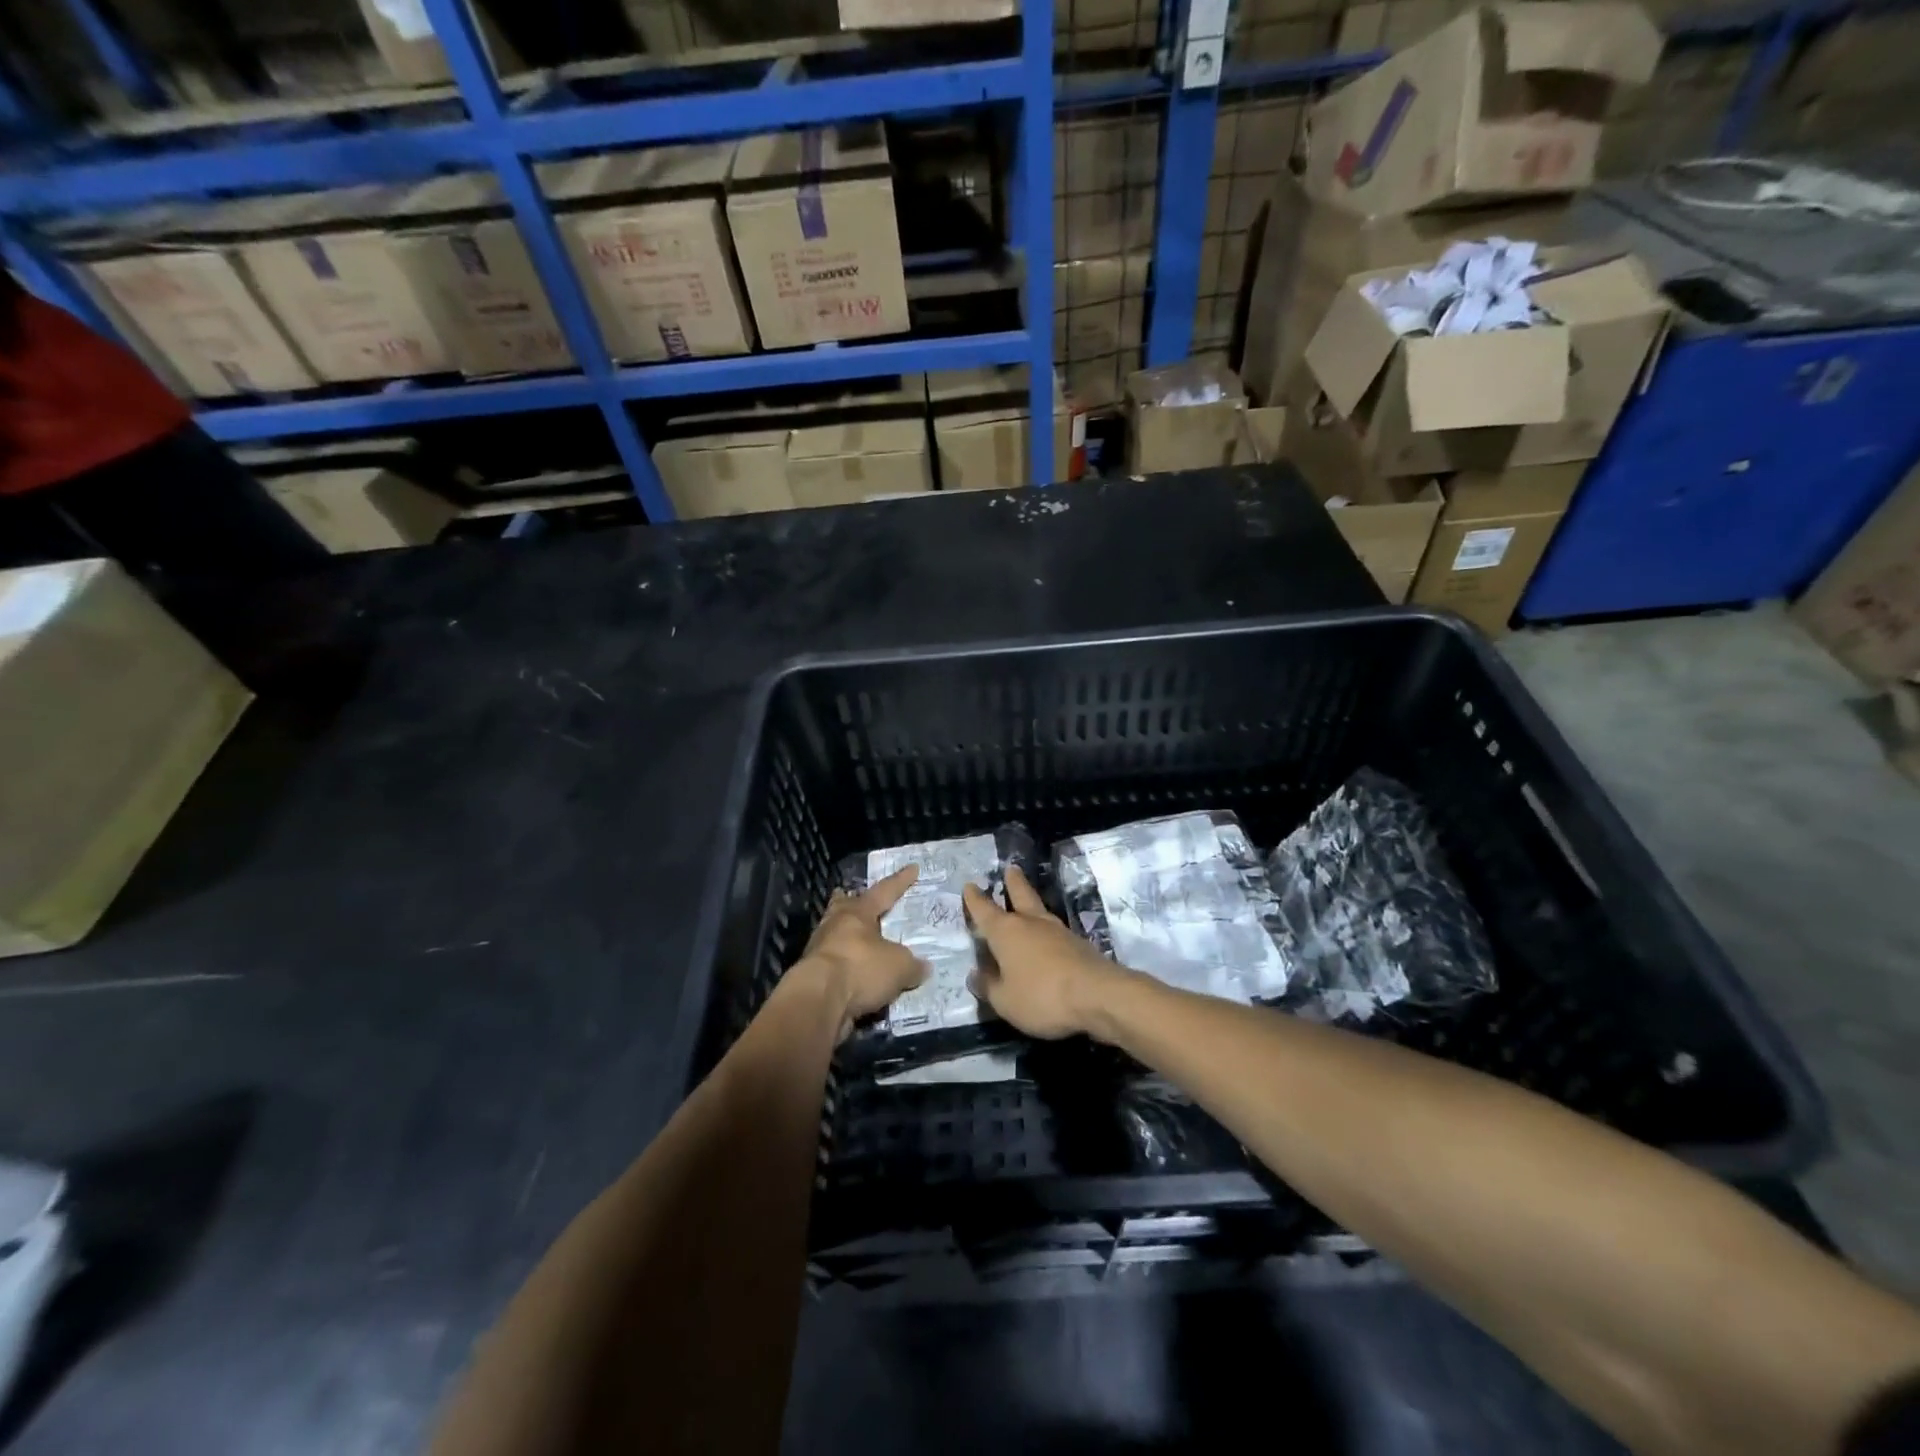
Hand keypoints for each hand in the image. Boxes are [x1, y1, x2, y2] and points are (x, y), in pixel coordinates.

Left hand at [793, 866, 925, 1039]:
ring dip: (846, 937)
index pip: (884, 892)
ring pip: (836, 935)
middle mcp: (836, 926)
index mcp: (858, 913)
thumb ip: (912, 965)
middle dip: (851, 902)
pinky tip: (855, 976)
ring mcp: (820, 951)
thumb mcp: (899, 966)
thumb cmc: (860, 969)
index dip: (900, 881)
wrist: (817, 1001)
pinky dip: (845, 967)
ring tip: (859, 940)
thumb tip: (923, 967)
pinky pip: (834, 966)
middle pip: (844, 907)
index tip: (913, 868)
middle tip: (854, 896)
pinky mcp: (812, 977)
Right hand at [961, 867, 1122, 1038]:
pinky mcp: (1078, 944)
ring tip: (1027, 902)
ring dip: (1031, 903)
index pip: (984, 910)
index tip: (969, 885)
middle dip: (1012, 882)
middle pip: (1020, 894)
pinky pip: (1055, 931)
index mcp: (1006, 932)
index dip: (974, 899)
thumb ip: (988, 986)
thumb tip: (975, 974)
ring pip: (1040, 910)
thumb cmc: (1042, 996)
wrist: (1098, 995)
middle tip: (1010, 869)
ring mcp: (1058, 931)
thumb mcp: (1005, 1000)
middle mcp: (1031, 923)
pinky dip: (1046, 930)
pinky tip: (1046, 938)